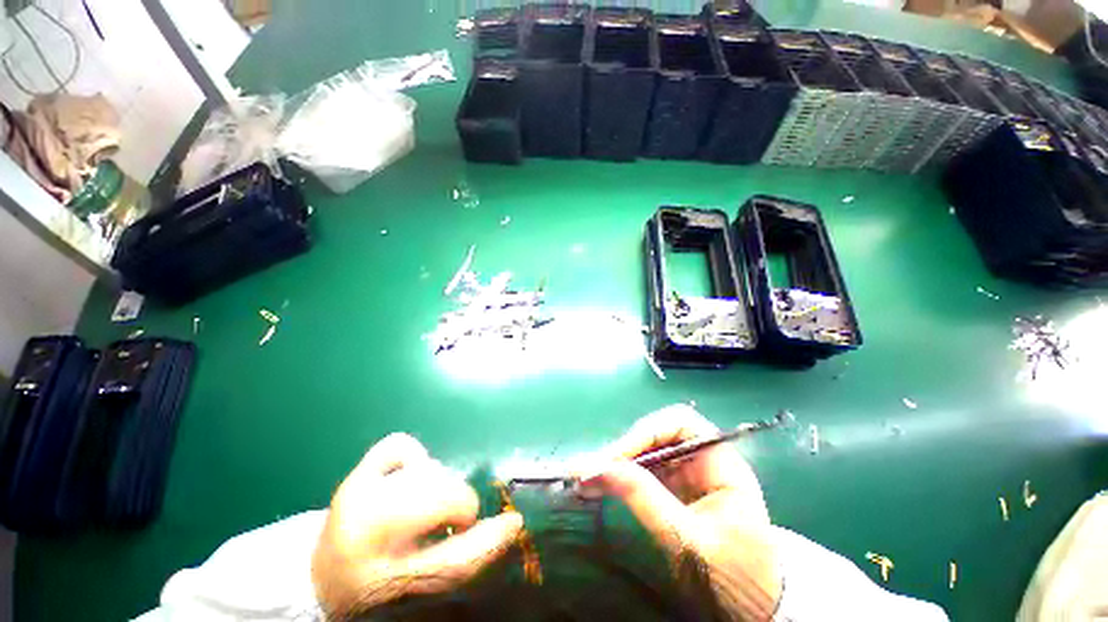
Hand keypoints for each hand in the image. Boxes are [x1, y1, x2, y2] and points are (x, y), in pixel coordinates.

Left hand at [312, 433, 523, 619]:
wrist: (320, 580)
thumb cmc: (376, 588)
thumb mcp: (422, 587)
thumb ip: (464, 560)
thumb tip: (507, 526)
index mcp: (385, 581)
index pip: (454, 561)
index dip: (490, 540)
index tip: (512, 523)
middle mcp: (366, 537)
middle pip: (444, 498)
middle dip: (458, 504)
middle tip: (450, 519)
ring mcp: (355, 497)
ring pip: (427, 470)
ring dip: (437, 484)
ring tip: (422, 504)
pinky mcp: (351, 476)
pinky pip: (399, 446)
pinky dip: (411, 458)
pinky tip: (403, 478)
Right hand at [584, 405, 781, 620]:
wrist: (756, 610)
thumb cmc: (735, 577)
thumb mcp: (690, 541)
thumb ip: (647, 501)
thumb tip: (601, 468)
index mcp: (721, 463)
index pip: (680, 424)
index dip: (646, 431)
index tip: (618, 457)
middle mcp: (701, 461)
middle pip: (657, 435)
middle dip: (624, 450)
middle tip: (592, 469)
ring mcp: (686, 475)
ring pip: (646, 452)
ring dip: (616, 463)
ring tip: (587, 477)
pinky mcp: (673, 490)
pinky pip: (643, 472)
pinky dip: (621, 477)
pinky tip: (600, 485)